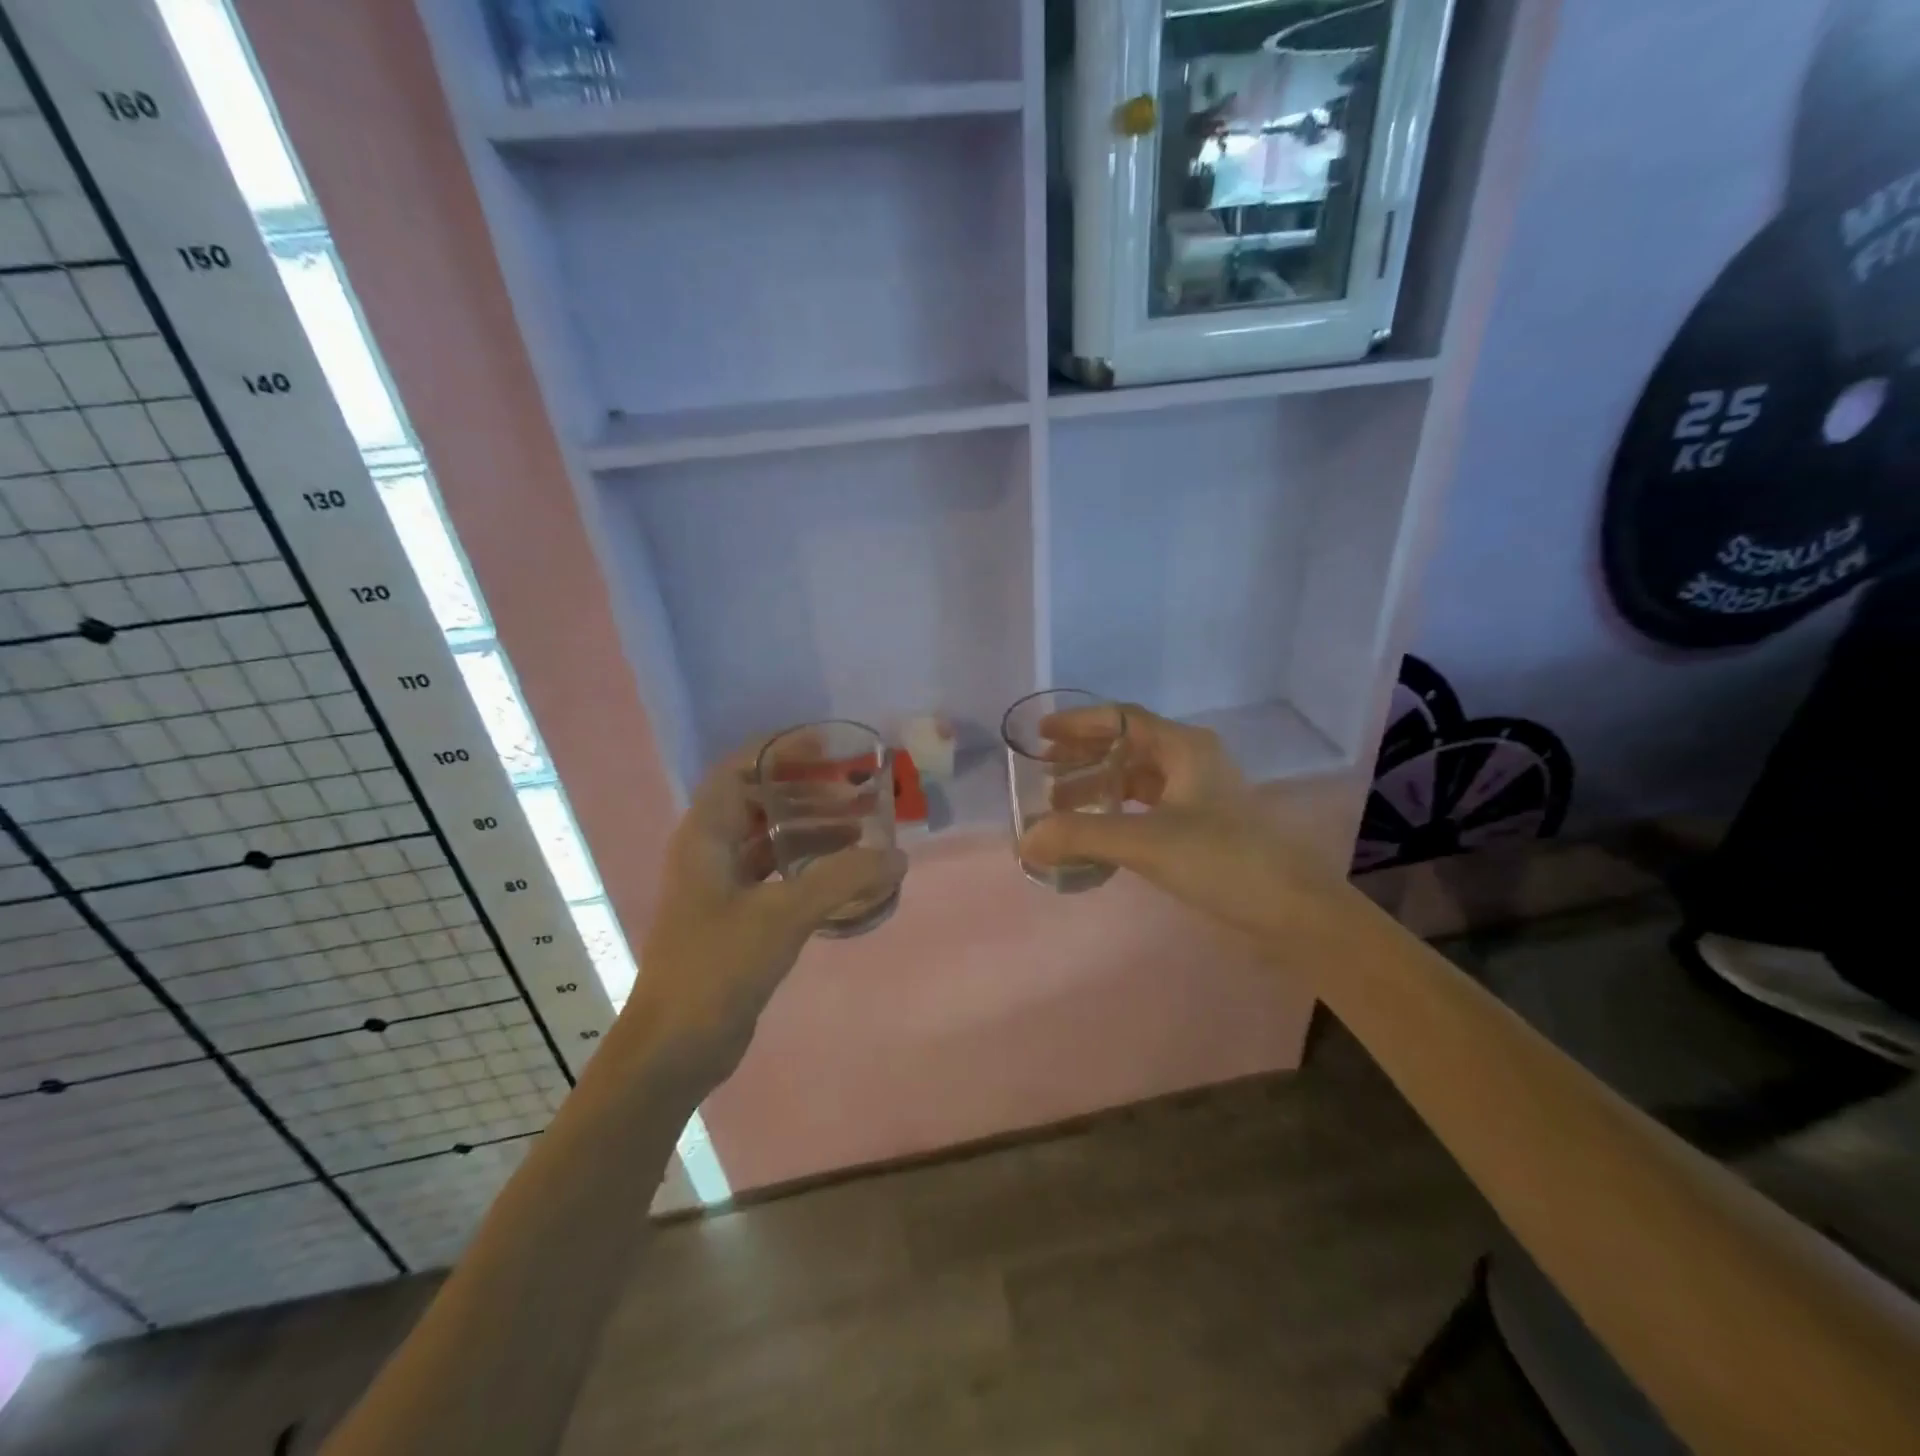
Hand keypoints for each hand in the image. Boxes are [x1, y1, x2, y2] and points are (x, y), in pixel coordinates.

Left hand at [621, 747, 905, 1086]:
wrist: (674, 1048)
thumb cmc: (716, 967)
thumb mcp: (782, 915)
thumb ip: (842, 880)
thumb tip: (897, 857)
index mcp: (706, 836)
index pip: (740, 770)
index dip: (781, 752)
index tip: (829, 748)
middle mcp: (710, 853)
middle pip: (761, 803)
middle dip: (808, 793)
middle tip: (858, 795)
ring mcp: (722, 889)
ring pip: (772, 842)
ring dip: (813, 832)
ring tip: (862, 832)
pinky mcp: (737, 920)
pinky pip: (777, 877)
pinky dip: (810, 869)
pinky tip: (846, 878)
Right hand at [1018, 705, 1348, 943]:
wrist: (1294, 910)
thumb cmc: (1223, 860)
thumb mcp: (1146, 842)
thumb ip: (1081, 836)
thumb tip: (1025, 839)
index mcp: (1184, 747)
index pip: (1122, 718)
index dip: (1078, 722)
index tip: (1041, 735)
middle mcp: (1192, 760)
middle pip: (1127, 746)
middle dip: (1083, 757)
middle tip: (1044, 774)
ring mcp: (1200, 793)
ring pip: (1137, 778)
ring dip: (1098, 787)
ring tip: (1060, 809)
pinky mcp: (1203, 824)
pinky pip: (1149, 805)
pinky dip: (1118, 811)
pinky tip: (1099, 831)